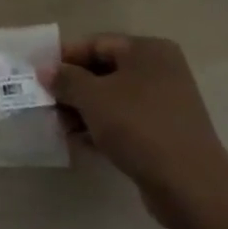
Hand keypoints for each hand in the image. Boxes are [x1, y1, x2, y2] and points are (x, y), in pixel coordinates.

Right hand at [45, 34, 227, 228]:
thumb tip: (46, 70)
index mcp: (147, 50)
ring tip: (57, 125)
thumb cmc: (139, 126)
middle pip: (104, 70)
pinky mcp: (164, 132)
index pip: (96, 43)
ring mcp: (164, 102)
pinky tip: (78, 141)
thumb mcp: (94, 98)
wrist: (190, 184)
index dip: (64, 57)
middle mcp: (160, 70)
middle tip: (44, 103)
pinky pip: (124, 121)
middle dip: (72, 87)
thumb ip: (66, 79)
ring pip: (112, 98)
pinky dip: (101, 127)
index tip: (37, 75)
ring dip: (83, 110)